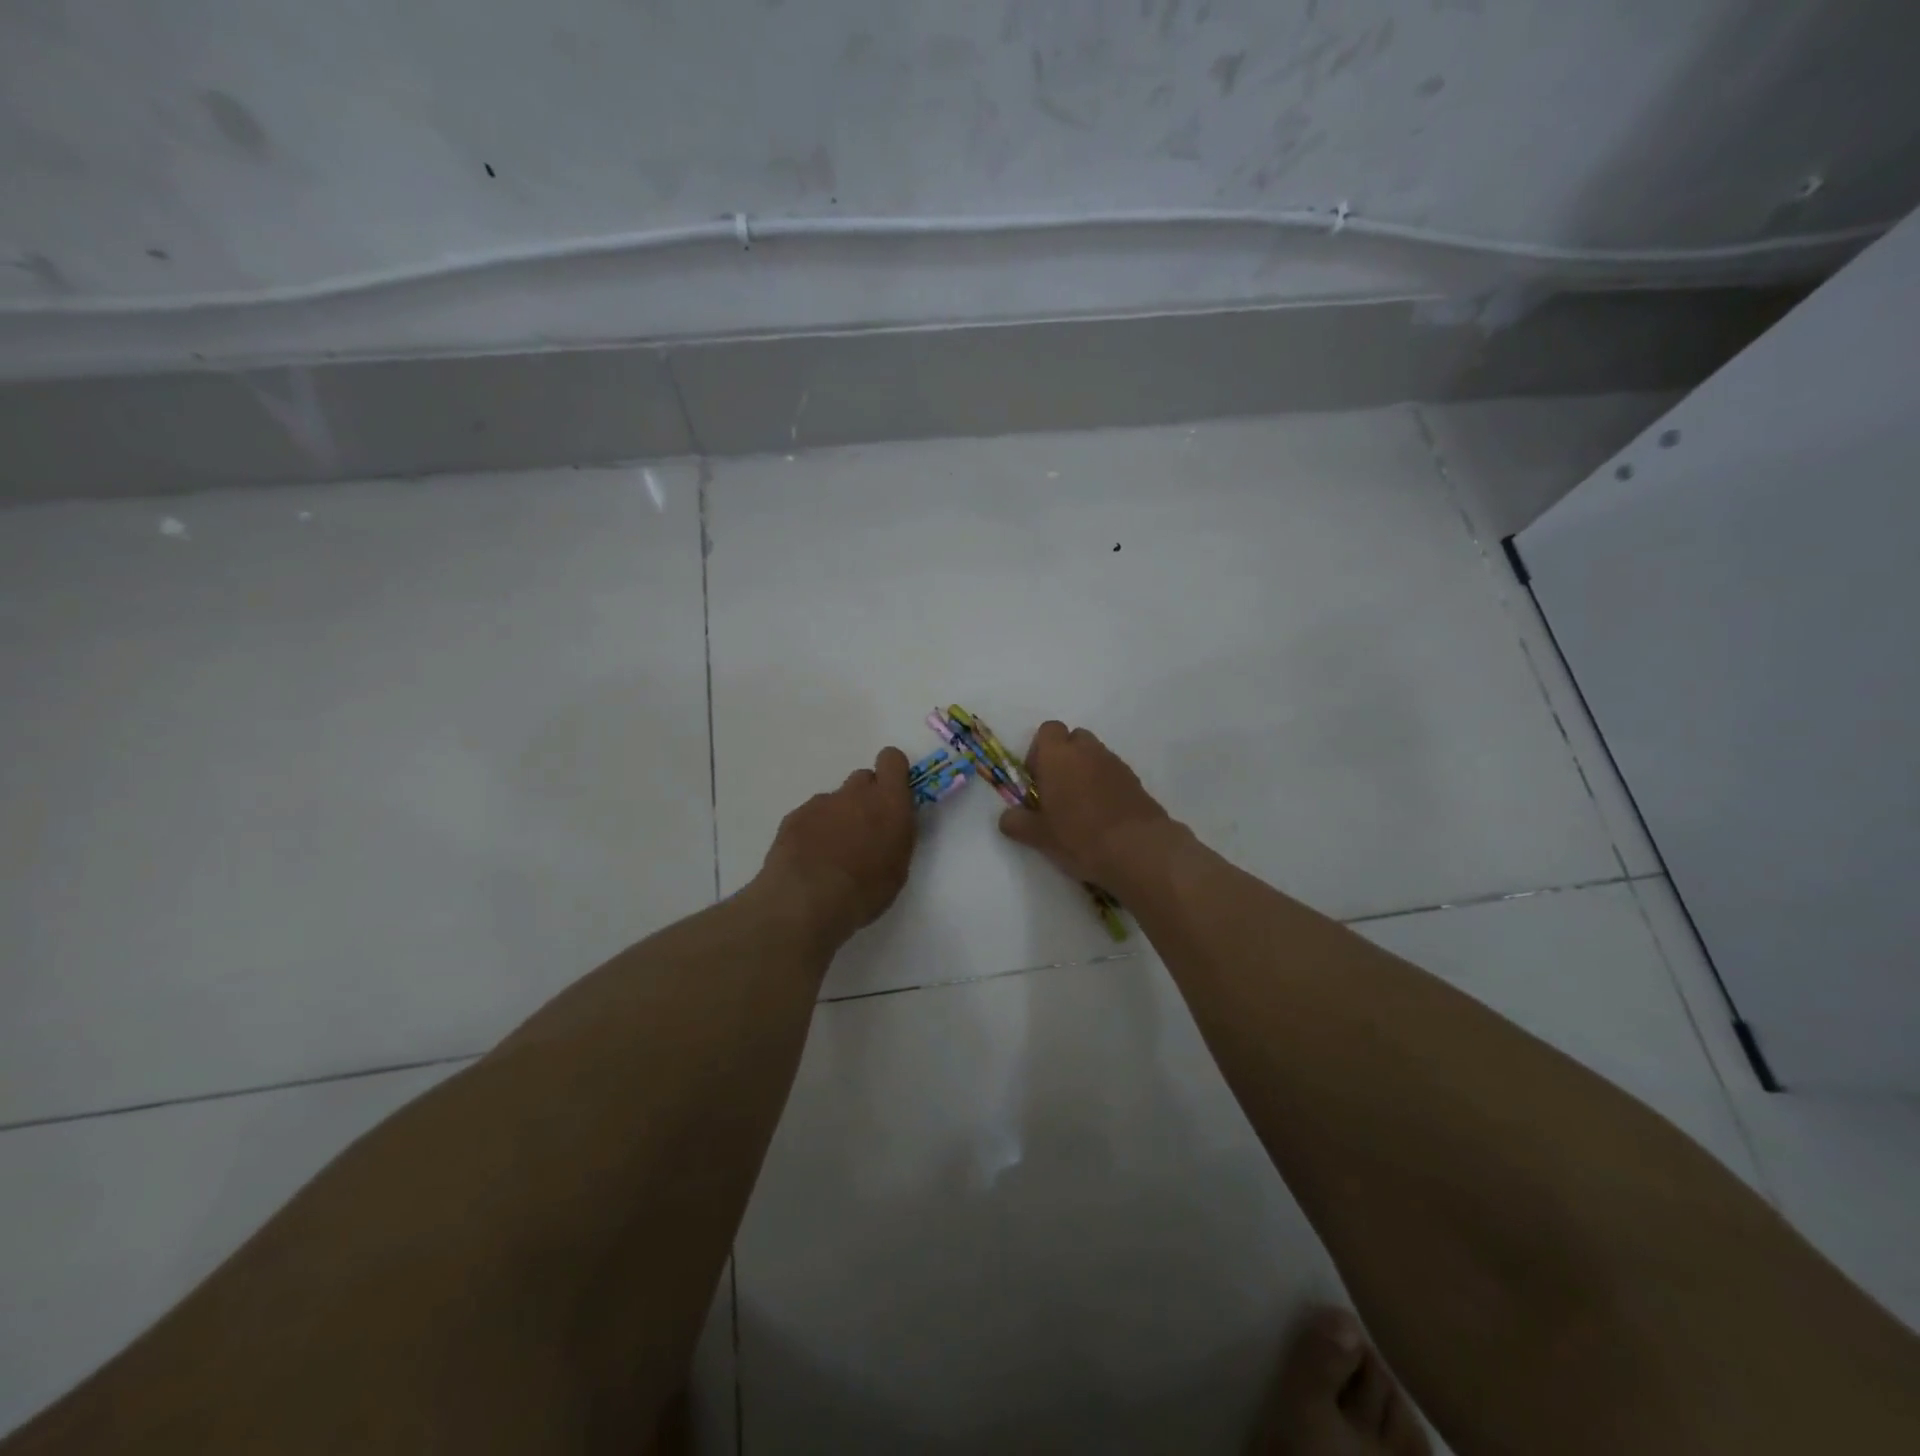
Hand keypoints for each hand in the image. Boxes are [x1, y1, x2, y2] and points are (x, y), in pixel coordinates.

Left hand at [759, 747, 916, 942]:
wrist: (805, 902)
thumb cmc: (864, 891)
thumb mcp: (898, 868)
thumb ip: (896, 835)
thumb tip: (889, 825)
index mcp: (888, 802)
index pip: (892, 759)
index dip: (892, 772)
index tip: (892, 794)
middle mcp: (855, 793)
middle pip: (863, 779)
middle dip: (865, 799)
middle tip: (863, 832)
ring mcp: (821, 803)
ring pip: (835, 801)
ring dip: (838, 818)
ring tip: (831, 855)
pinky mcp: (794, 816)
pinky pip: (810, 816)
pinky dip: (812, 832)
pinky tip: (809, 861)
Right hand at [997, 721, 1174, 888]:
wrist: (1138, 850)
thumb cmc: (1079, 837)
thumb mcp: (1039, 836)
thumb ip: (1017, 822)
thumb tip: (1007, 817)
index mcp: (1058, 756)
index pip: (1048, 730)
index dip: (1039, 751)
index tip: (1037, 780)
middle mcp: (1088, 751)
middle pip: (1073, 739)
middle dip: (1064, 759)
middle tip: (1057, 792)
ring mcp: (1115, 763)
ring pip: (1094, 756)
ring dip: (1085, 772)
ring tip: (1081, 808)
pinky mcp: (1136, 781)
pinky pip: (1113, 773)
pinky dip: (1105, 786)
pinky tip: (1103, 816)